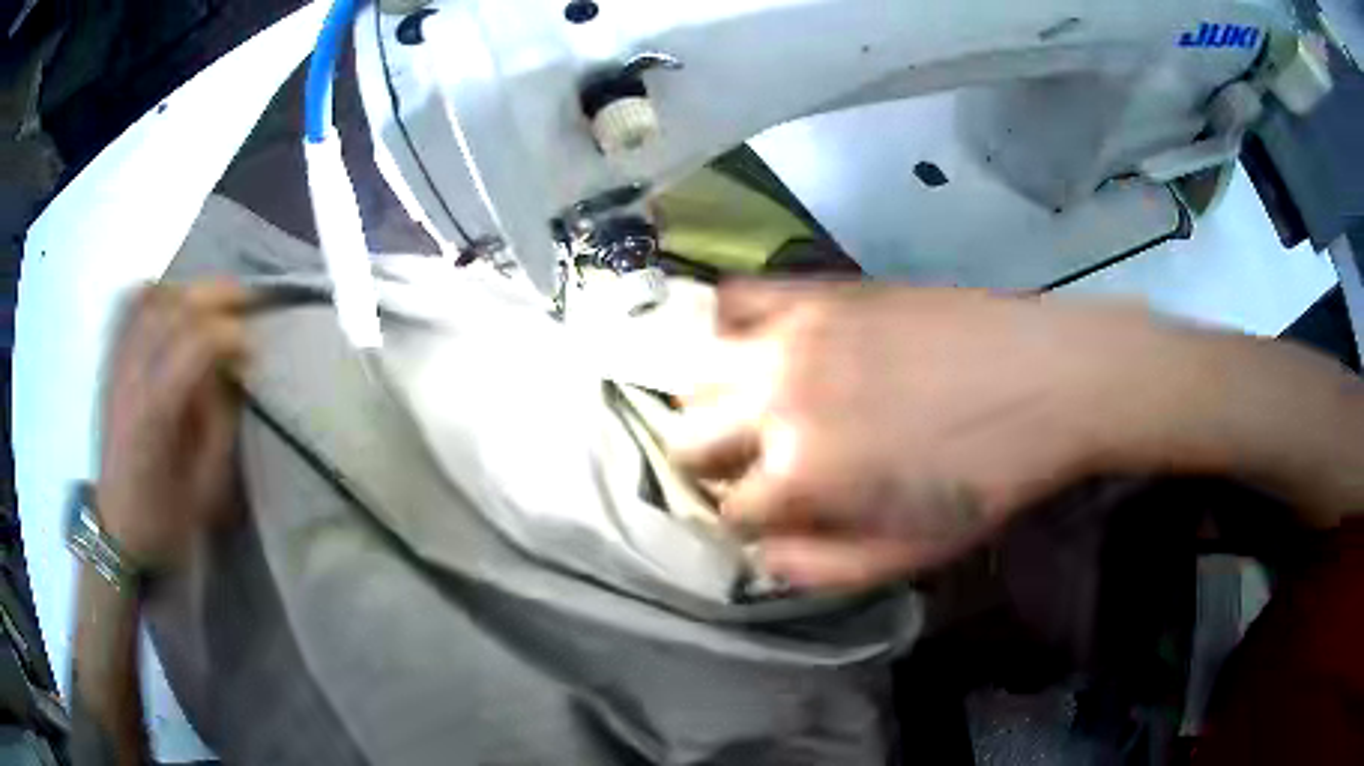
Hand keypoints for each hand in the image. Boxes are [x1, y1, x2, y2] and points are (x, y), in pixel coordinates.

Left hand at [96, 282, 252, 570]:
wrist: (116, 528)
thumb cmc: (165, 517)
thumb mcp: (206, 486)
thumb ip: (220, 422)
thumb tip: (233, 371)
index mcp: (155, 413)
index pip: (196, 344)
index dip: (231, 335)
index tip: (253, 352)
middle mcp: (132, 377)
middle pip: (174, 308)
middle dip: (217, 295)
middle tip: (248, 302)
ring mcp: (116, 366)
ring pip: (151, 299)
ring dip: (189, 290)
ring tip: (213, 302)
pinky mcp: (110, 365)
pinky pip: (127, 308)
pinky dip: (152, 292)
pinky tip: (171, 299)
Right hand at [674, 281, 1224, 589]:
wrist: (1050, 378)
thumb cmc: (991, 476)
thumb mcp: (913, 552)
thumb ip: (823, 567)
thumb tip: (762, 557)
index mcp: (802, 474)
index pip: (730, 509)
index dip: (750, 521)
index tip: (776, 516)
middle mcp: (778, 399)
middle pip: (689, 437)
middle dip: (714, 463)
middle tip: (759, 466)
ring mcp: (794, 335)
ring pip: (699, 371)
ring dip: (715, 400)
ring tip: (755, 407)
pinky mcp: (819, 291)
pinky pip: (736, 295)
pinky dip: (728, 322)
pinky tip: (755, 340)